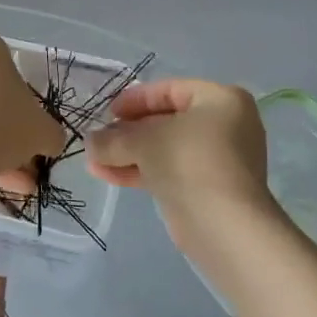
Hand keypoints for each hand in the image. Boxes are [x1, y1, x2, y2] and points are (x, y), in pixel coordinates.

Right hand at [86, 79, 271, 223]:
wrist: (224, 226)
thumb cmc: (189, 163)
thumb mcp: (143, 142)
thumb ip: (113, 138)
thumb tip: (90, 141)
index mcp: (221, 100)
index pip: (170, 90)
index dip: (135, 99)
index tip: (108, 113)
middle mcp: (226, 125)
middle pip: (166, 121)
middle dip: (127, 133)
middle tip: (99, 140)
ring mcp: (220, 159)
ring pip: (166, 149)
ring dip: (129, 154)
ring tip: (95, 162)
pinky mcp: (210, 189)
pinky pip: (172, 171)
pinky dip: (143, 171)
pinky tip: (109, 176)